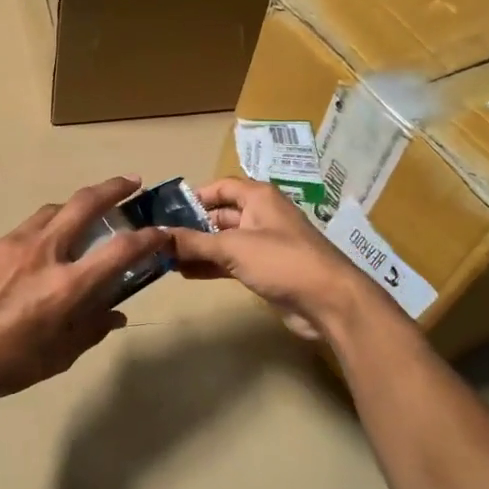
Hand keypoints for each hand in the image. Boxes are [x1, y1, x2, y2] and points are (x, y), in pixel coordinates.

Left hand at [0, 176, 166, 409]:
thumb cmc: (7, 365)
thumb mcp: (59, 356)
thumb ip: (90, 329)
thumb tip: (114, 314)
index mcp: (67, 284)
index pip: (120, 249)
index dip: (148, 238)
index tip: (161, 232)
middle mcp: (43, 252)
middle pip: (83, 204)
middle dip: (113, 188)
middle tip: (130, 183)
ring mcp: (10, 244)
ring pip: (49, 212)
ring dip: (72, 208)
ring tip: (81, 217)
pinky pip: (19, 235)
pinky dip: (36, 239)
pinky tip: (28, 261)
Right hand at [170, 177, 380, 340]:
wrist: (329, 301)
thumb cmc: (282, 261)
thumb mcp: (233, 247)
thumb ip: (194, 242)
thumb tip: (159, 236)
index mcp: (258, 198)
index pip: (221, 187)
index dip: (195, 196)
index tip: (166, 211)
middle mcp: (261, 216)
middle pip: (220, 215)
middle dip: (191, 226)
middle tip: (160, 239)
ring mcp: (264, 244)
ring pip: (223, 241)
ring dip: (198, 249)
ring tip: (166, 258)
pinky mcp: (265, 269)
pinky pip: (231, 262)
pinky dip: (210, 265)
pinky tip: (186, 273)